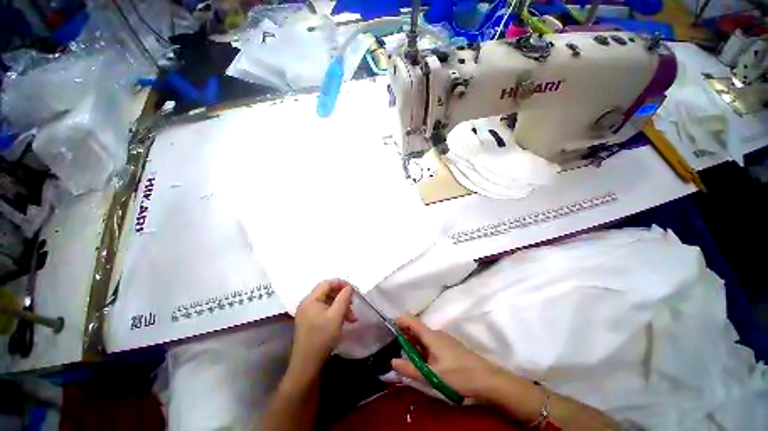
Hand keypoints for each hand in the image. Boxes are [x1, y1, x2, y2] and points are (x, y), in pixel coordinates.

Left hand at [291, 279, 356, 373]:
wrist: (307, 365)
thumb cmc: (322, 337)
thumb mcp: (336, 316)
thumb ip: (344, 298)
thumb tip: (349, 287)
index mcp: (311, 299)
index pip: (327, 283)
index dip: (341, 284)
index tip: (354, 290)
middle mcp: (307, 303)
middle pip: (328, 292)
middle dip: (343, 298)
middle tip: (353, 306)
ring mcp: (307, 313)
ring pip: (328, 303)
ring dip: (341, 307)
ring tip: (352, 318)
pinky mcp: (309, 322)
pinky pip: (324, 311)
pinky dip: (335, 314)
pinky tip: (343, 322)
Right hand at [391, 313, 506, 397]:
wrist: (487, 378)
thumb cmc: (459, 375)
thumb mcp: (432, 376)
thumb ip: (411, 369)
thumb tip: (392, 361)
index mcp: (430, 335)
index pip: (410, 319)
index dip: (398, 322)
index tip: (390, 334)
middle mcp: (436, 332)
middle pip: (415, 328)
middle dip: (406, 339)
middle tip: (401, 357)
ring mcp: (444, 338)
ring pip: (423, 337)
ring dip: (415, 346)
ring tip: (414, 365)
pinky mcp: (449, 345)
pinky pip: (431, 342)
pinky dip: (424, 350)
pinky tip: (428, 366)